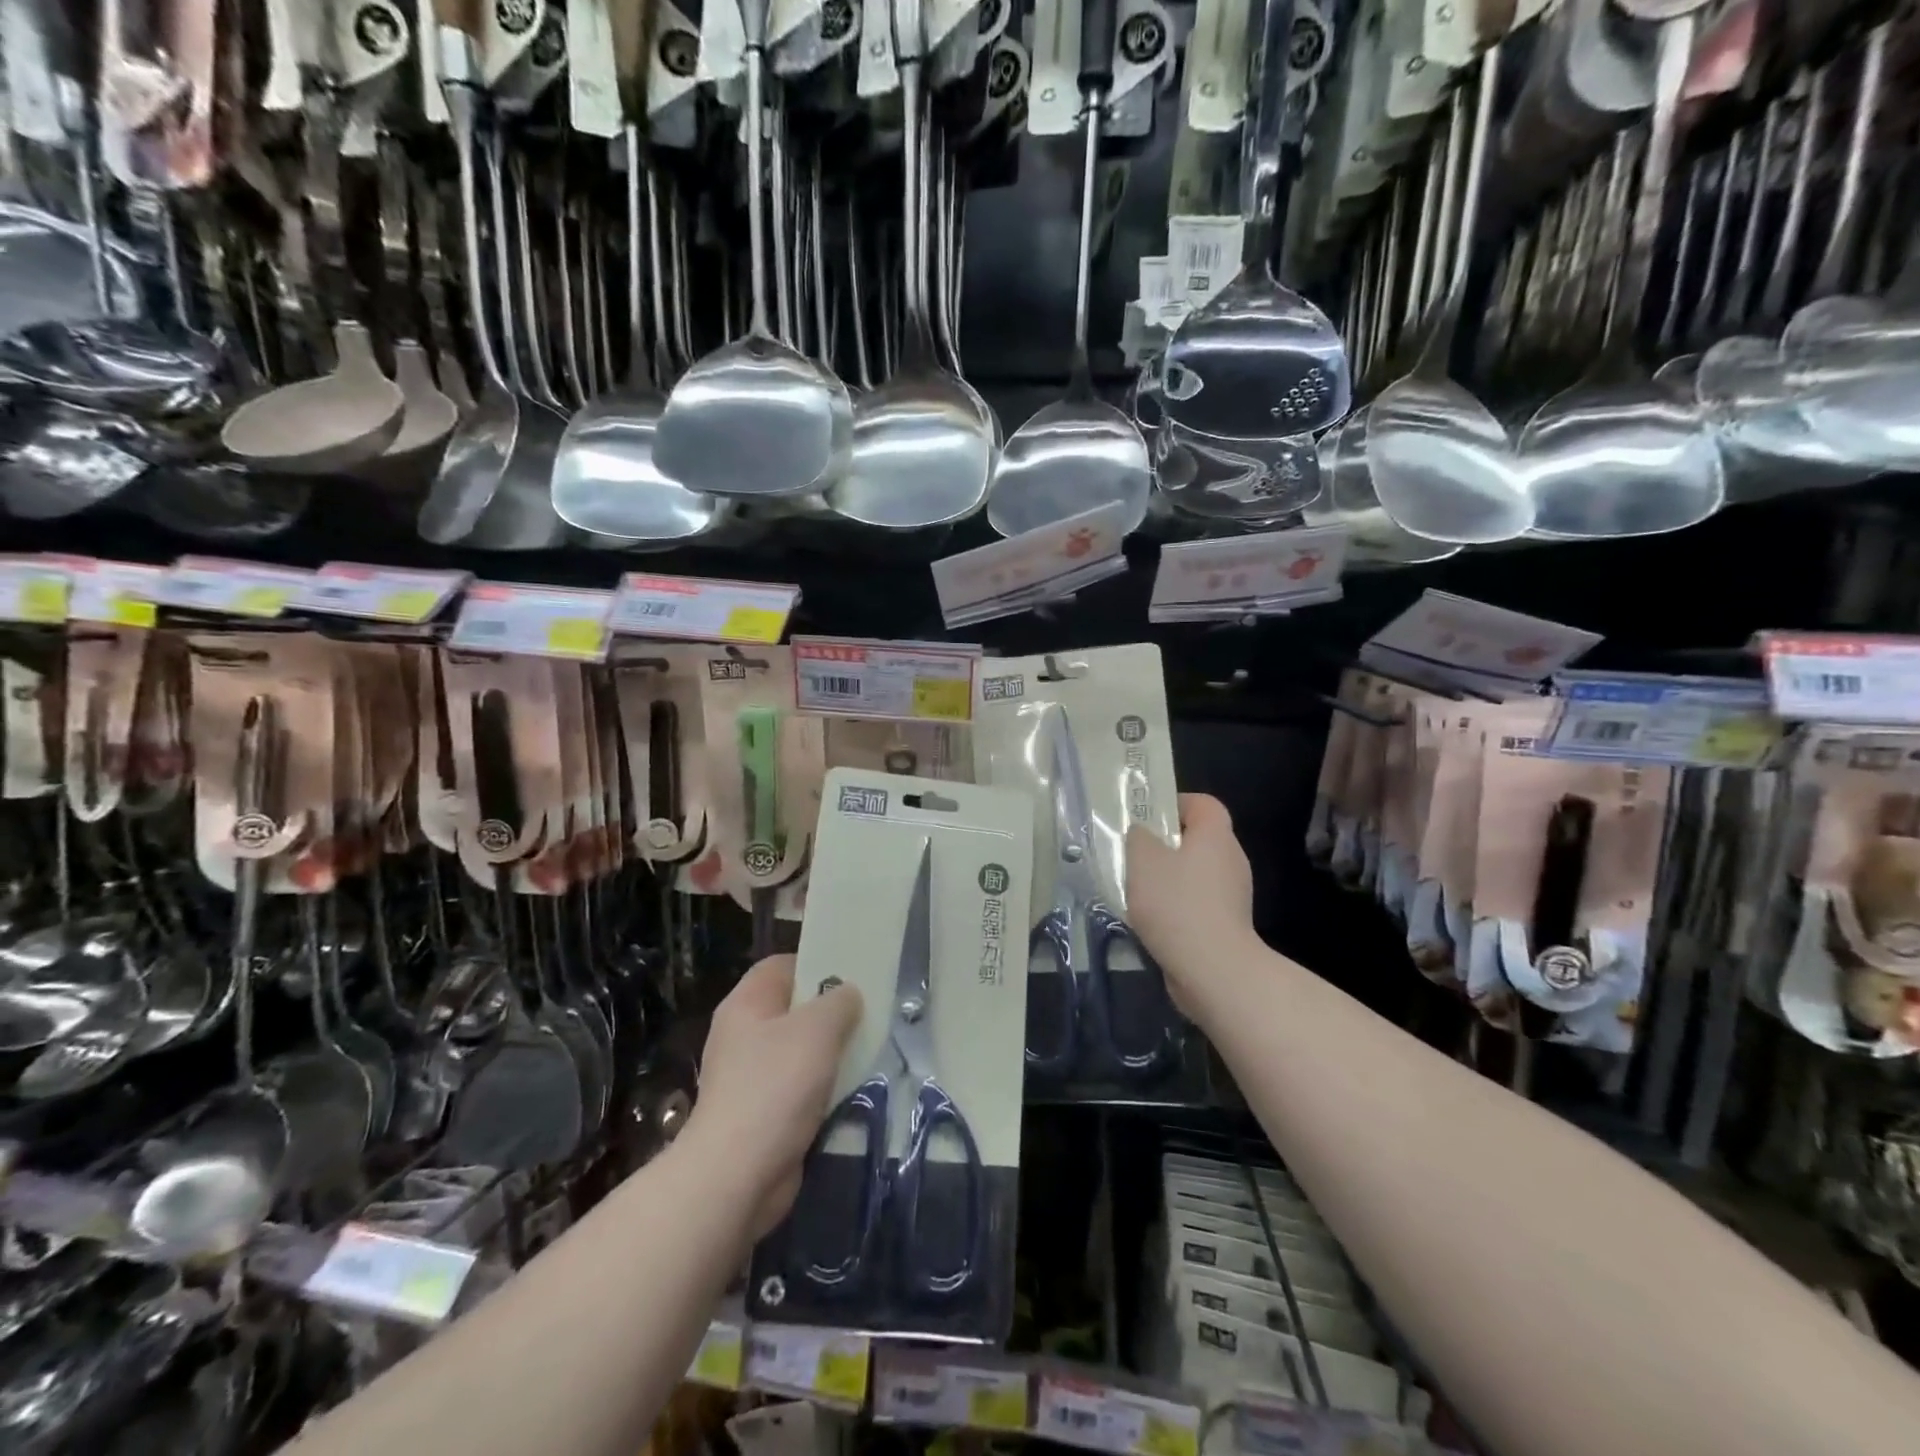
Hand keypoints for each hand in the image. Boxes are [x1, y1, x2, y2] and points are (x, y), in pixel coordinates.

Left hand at [688, 956, 862, 1236]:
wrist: (736, 1176)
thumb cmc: (775, 1087)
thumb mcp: (817, 1030)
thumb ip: (839, 1002)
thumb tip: (848, 994)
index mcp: (747, 1003)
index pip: (783, 965)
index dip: (817, 963)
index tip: (854, 974)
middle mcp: (744, 1034)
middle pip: (794, 1008)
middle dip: (832, 1012)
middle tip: (870, 1014)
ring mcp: (751, 1075)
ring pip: (800, 1050)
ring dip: (832, 1053)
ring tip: (870, 1050)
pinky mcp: (763, 1113)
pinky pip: (800, 1087)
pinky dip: (824, 1087)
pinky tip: (852, 1090)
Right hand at [1126, 793, 1254, 1007]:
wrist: (1213, 969)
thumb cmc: (1176, 903)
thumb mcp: (1142, 859)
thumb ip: (1138, 837)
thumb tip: (1143, 834)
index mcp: (1215, 835)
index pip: (1202, 803)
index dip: (1174, 804)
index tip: (1146, 819)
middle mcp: (1231, 859)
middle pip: (1197, 839)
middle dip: (1164, 845)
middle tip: (1133, 854)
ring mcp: (1233, 895)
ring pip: (1195, 873)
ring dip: (1167, 878)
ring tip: (1135, 890)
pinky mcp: (1227, 924)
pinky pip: (1197, 903)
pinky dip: (1176, 906)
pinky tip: (1150, 920)